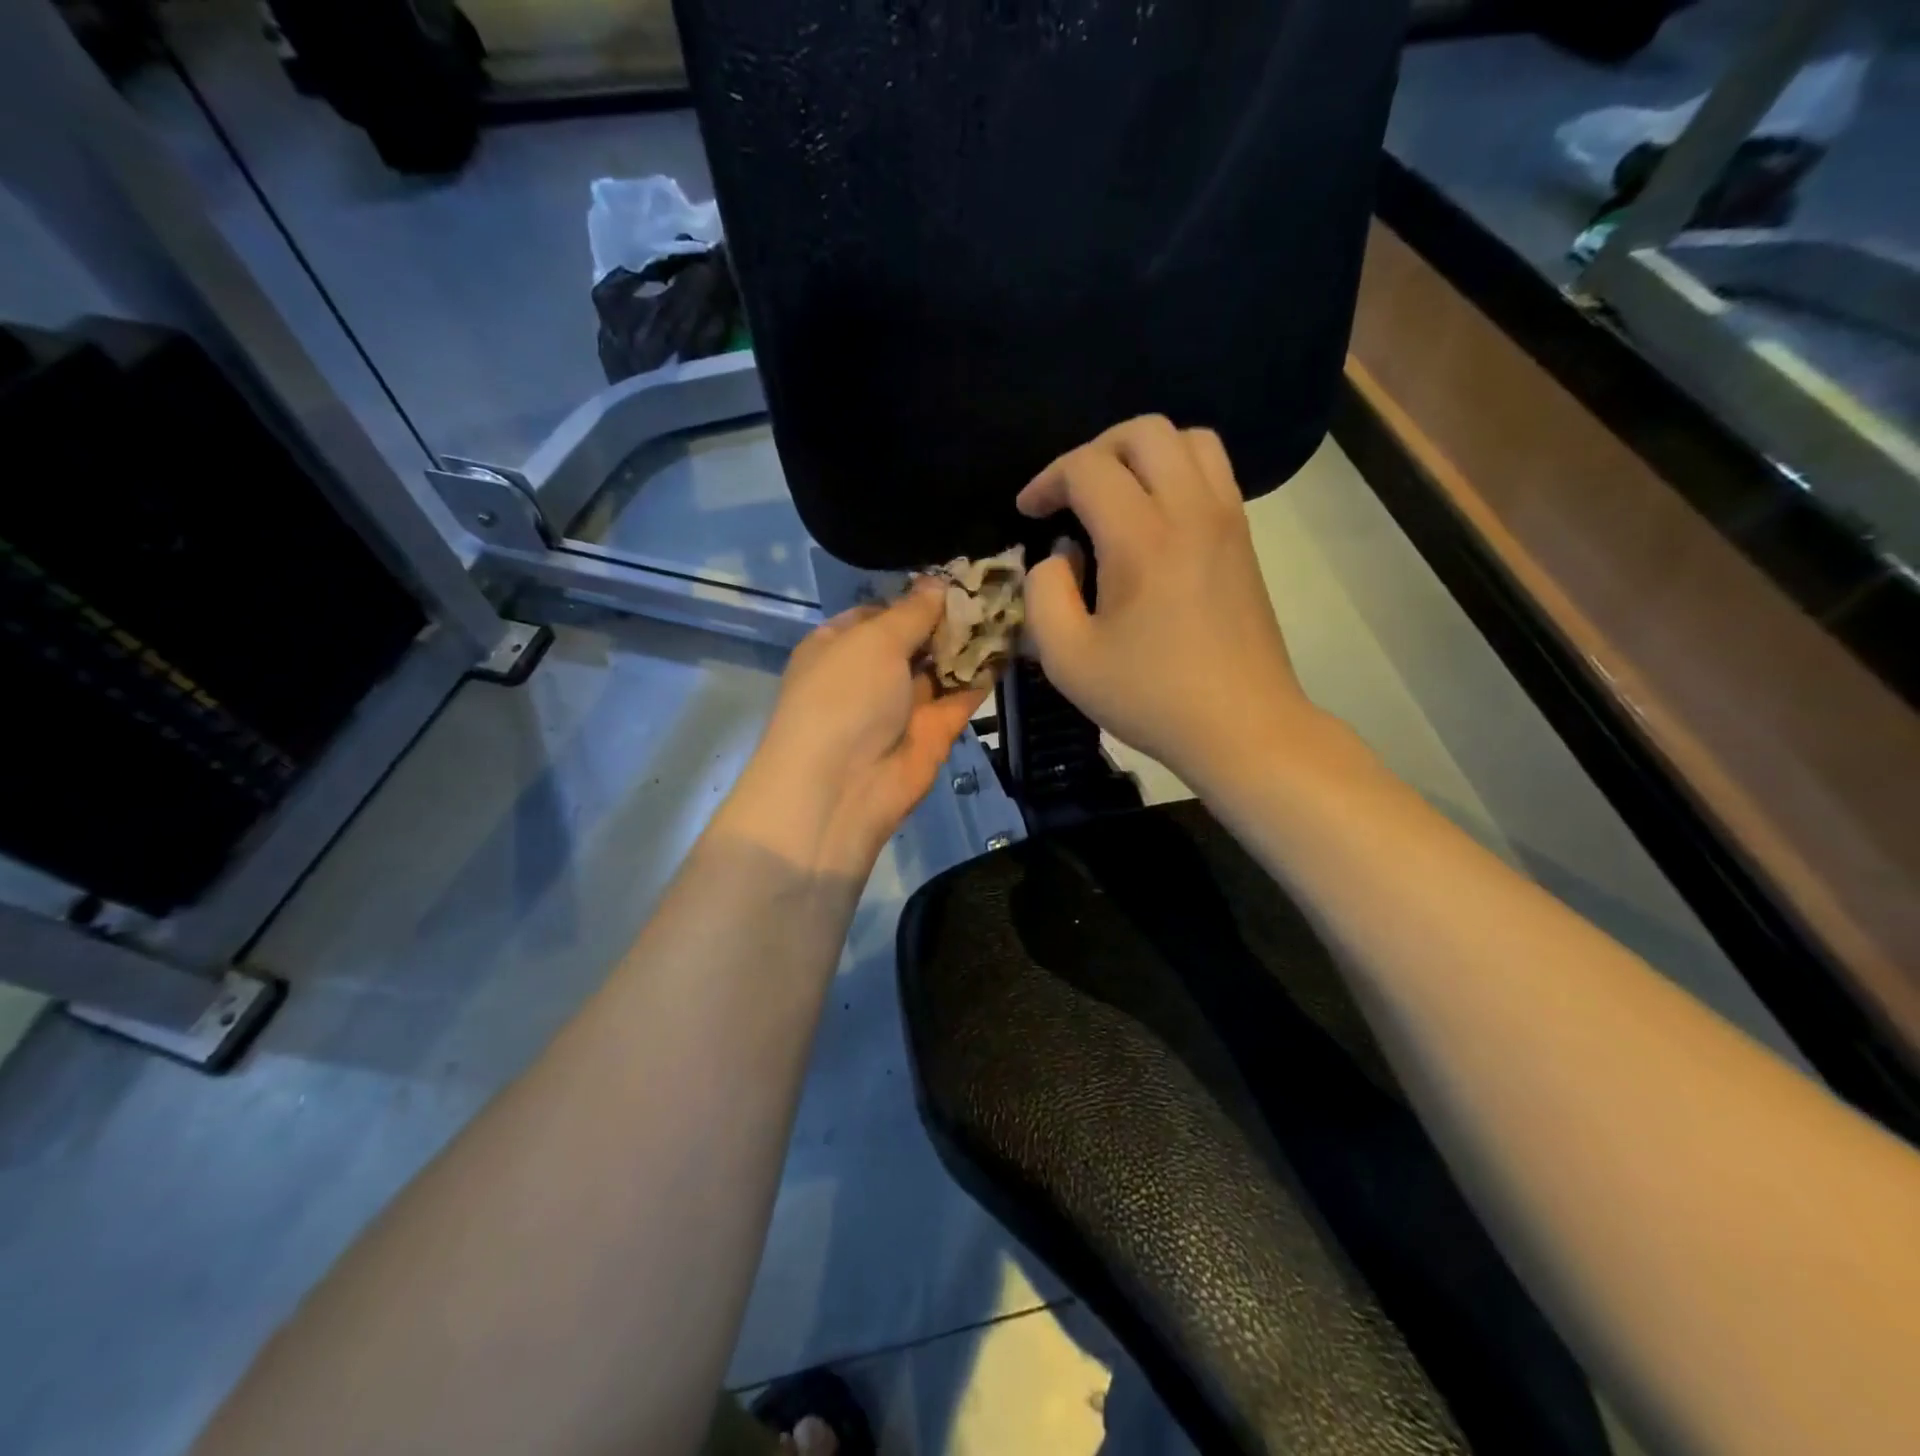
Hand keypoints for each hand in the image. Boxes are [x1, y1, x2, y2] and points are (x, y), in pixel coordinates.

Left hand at [717, 581, 992, 878]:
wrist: (843, 786)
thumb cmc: (845, 697)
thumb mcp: (874, 640)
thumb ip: (912, 612)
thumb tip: (937, 583)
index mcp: (839, 646)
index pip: (880, 612)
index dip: (915, 596)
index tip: (957, 579)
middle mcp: (869, 674)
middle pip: (915, 639)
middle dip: (949, 618)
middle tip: (995, 588)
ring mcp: (902, 705)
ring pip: (941, 667)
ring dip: (970, 643)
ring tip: (1011, 609)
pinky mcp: (933, 732)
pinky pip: (961, 697)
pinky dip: (983, 676)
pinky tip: (1011, 646)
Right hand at [1017, 415, 1321, 793]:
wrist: (1242, 726)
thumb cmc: (1150, 697)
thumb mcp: (1068, 659)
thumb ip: (1045, 594)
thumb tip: (1059, 557)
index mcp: (1142, 539)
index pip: (1088, 468)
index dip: (1047, 480)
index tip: (1028, 513)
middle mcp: (1190, 511)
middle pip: (1144, 431)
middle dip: (1094, 451)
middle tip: (1069, 495)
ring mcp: (1226, 520)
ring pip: (1189, 439)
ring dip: (1141, 453)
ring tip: (1115, 494)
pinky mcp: (1244, 538)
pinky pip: (1213, 471)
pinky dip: (1176, 471)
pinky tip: (1154, 517)